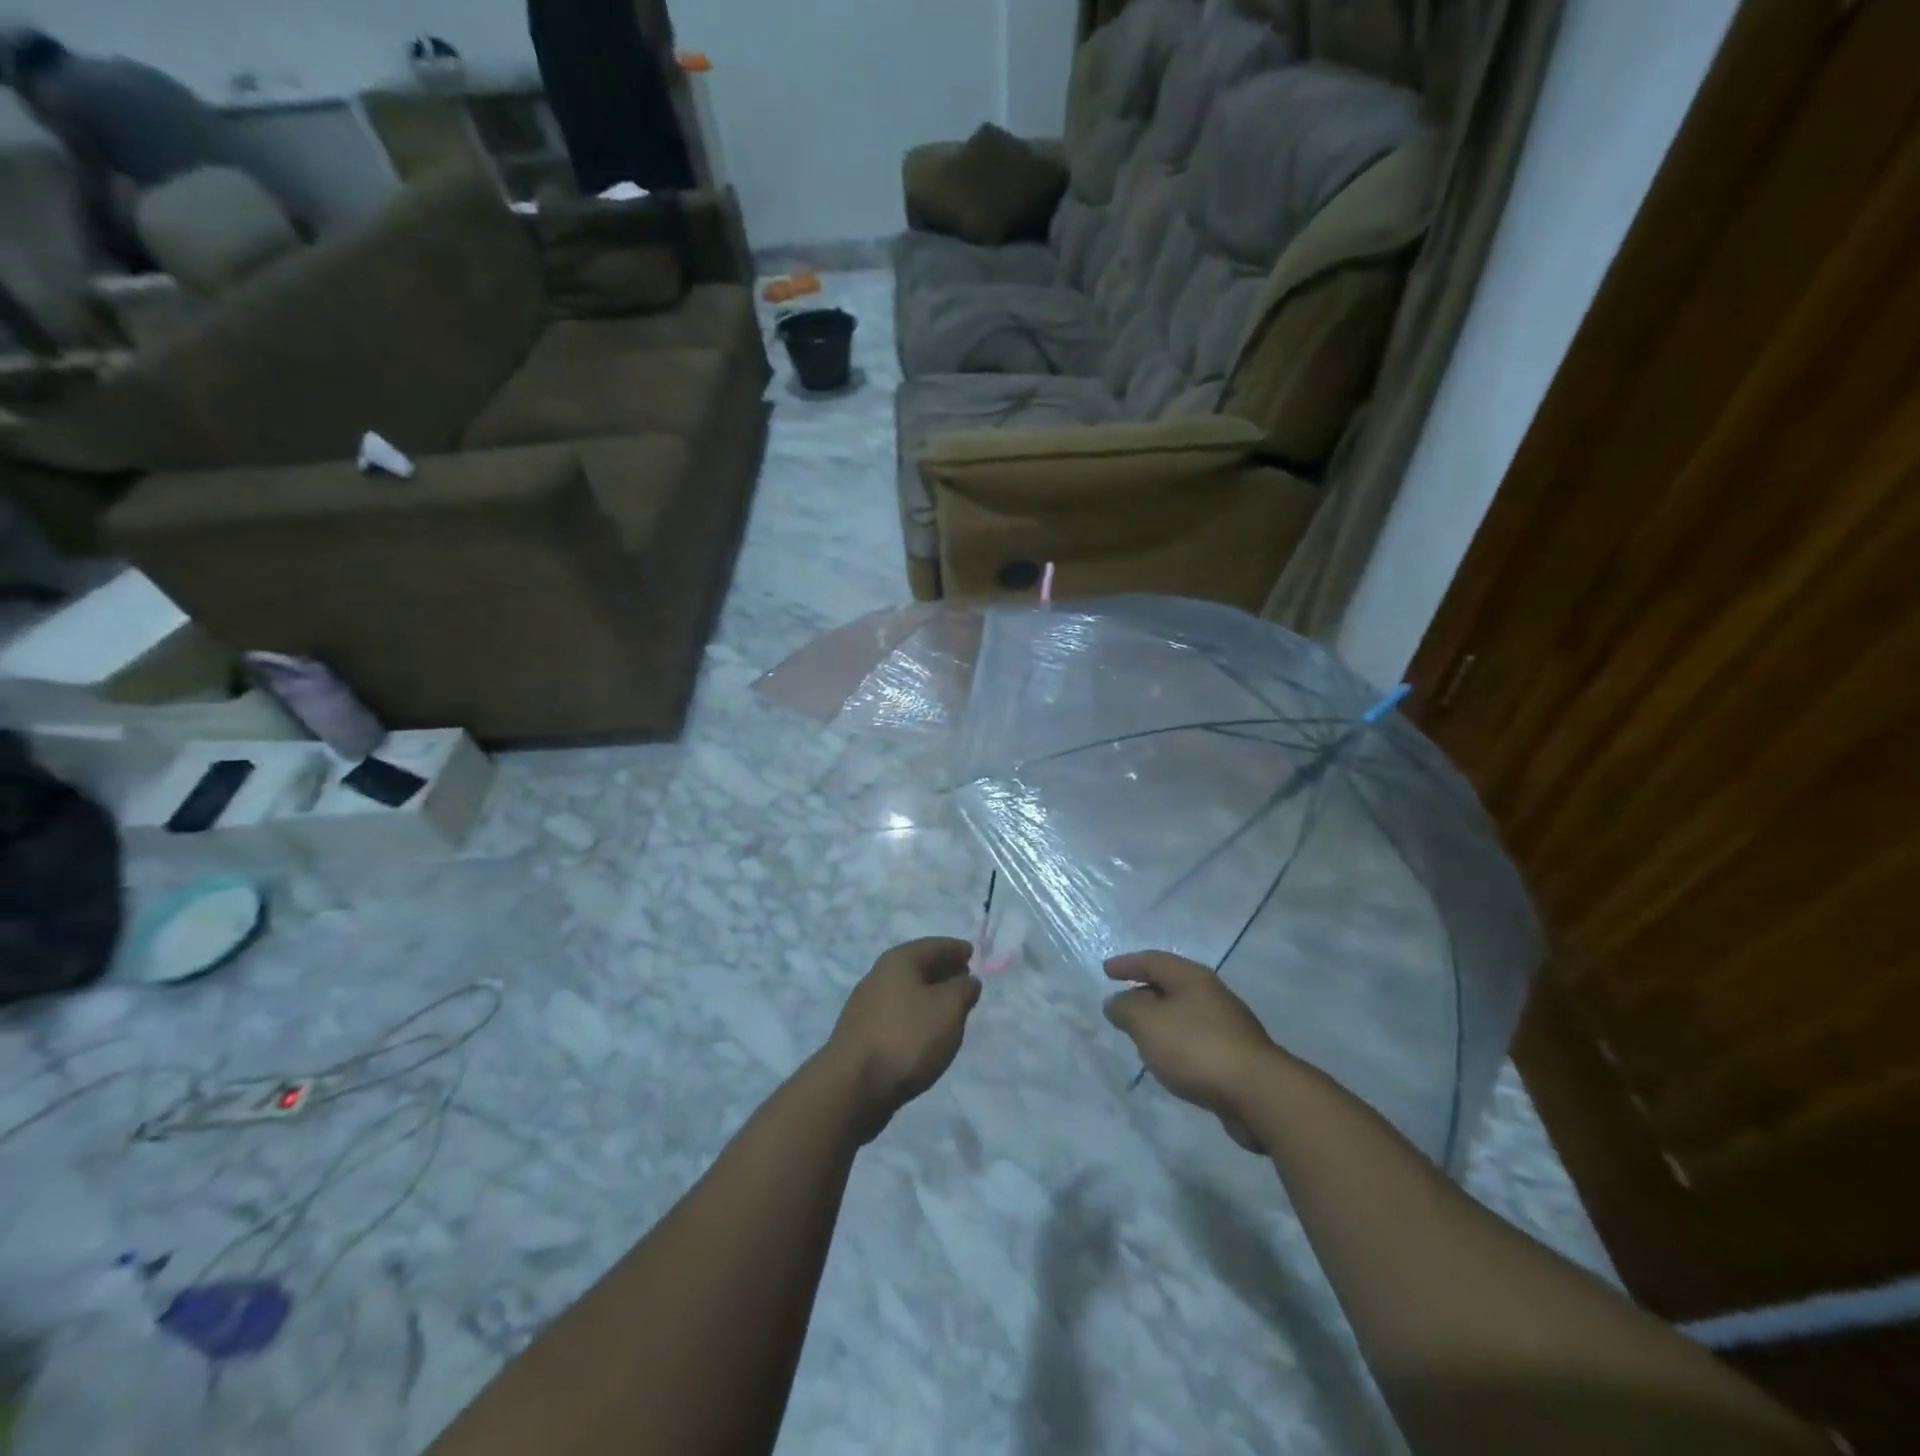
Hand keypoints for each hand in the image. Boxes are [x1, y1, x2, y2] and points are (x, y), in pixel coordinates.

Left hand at [826, 938, 981, 1140]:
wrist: (852, 1086)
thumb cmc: (907, 1037)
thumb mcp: (949, 1008)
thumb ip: (963, 989)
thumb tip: (966, 980)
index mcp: (899, 961)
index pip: (934, 946)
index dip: (955, 949)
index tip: (973, 953)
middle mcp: (879, 976)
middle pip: (917, 966)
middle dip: (942, 970)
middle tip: (965, 978)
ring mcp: (867, 1006)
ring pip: (907, 991)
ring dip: (929, 994)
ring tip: (950, 1007)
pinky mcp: (862, 1033)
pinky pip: (898, 1013)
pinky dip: (916, 1014)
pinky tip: (926, 1031)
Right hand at [1104, 951, 1286, 1151]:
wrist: (1257, 1093)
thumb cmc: (1196, 1047)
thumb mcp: (1148, 1023)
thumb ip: (1126, 1009)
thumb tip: (1115, 1002)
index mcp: (1192, 978)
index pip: (1153, 961)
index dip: (1127, 964)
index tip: (1106, 971)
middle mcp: (1212, 994)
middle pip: (1171, 986)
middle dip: (1144, 993)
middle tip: (1122, 1005)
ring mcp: (1228, 1025)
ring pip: (1184, 1014)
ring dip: (1161, 1021)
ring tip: (1141, 1036)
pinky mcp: (1236, 1055)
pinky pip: (1196, 1040)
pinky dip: (1177, 1043)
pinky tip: (1169, 1062)